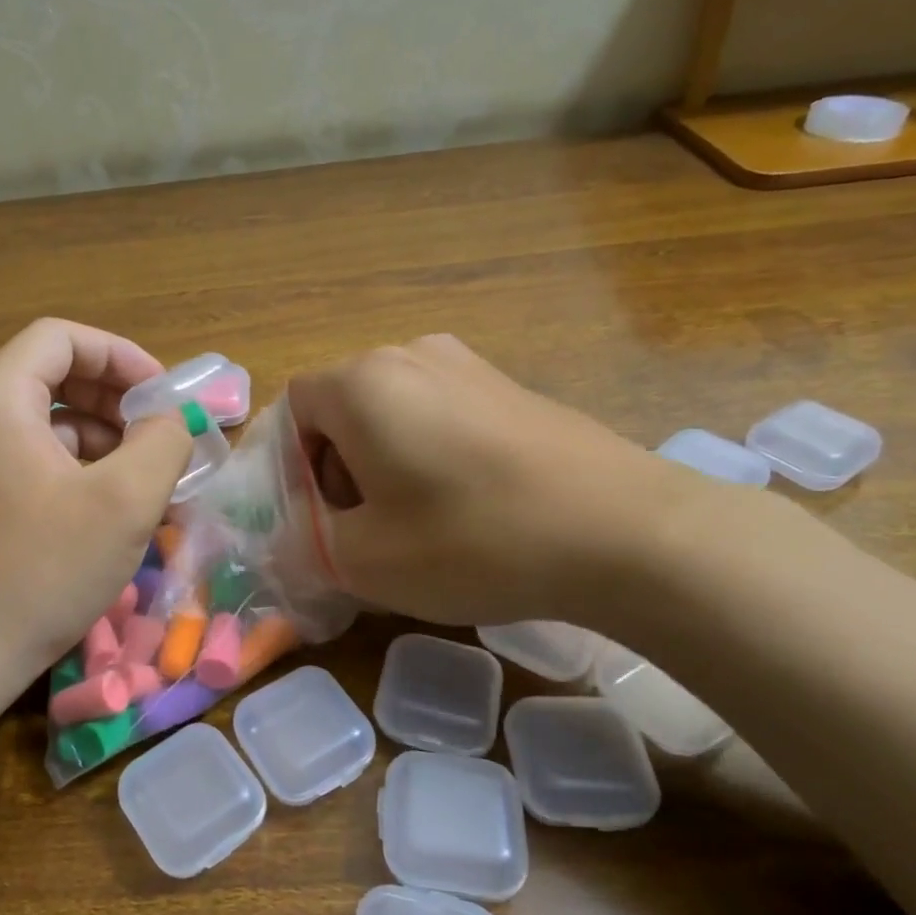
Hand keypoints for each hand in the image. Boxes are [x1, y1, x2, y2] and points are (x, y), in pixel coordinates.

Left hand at [0, 319, 192, 685]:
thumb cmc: (40, 570)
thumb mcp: (123, 501)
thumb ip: (161, 442)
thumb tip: (171, 421)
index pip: (62, 339)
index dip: (120, 356)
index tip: (163, 397)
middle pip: (53, 375)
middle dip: (115, 398)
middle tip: (159, 436)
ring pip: (47, 422)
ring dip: (102, 438)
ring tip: (145, 480)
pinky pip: (34, 460)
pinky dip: (78, 469)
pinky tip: (109, 509)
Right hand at [287, 335, 710, 627]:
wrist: (624, 532)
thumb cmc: (473, 540)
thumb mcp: (363, 560)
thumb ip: (305, 543)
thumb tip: (293, 536)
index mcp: (362, 382)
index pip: (292, 410)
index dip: (291, 468)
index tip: (319, 520)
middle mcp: (410, 354)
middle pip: (341, 409)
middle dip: (336, 469)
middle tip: (364, 529)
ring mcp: (468, 365)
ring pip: (391, 413)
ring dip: (382, 465)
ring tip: (416, 523)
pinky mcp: (511, 387)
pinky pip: (440, 415)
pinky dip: (429, 456)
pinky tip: (466, 507)